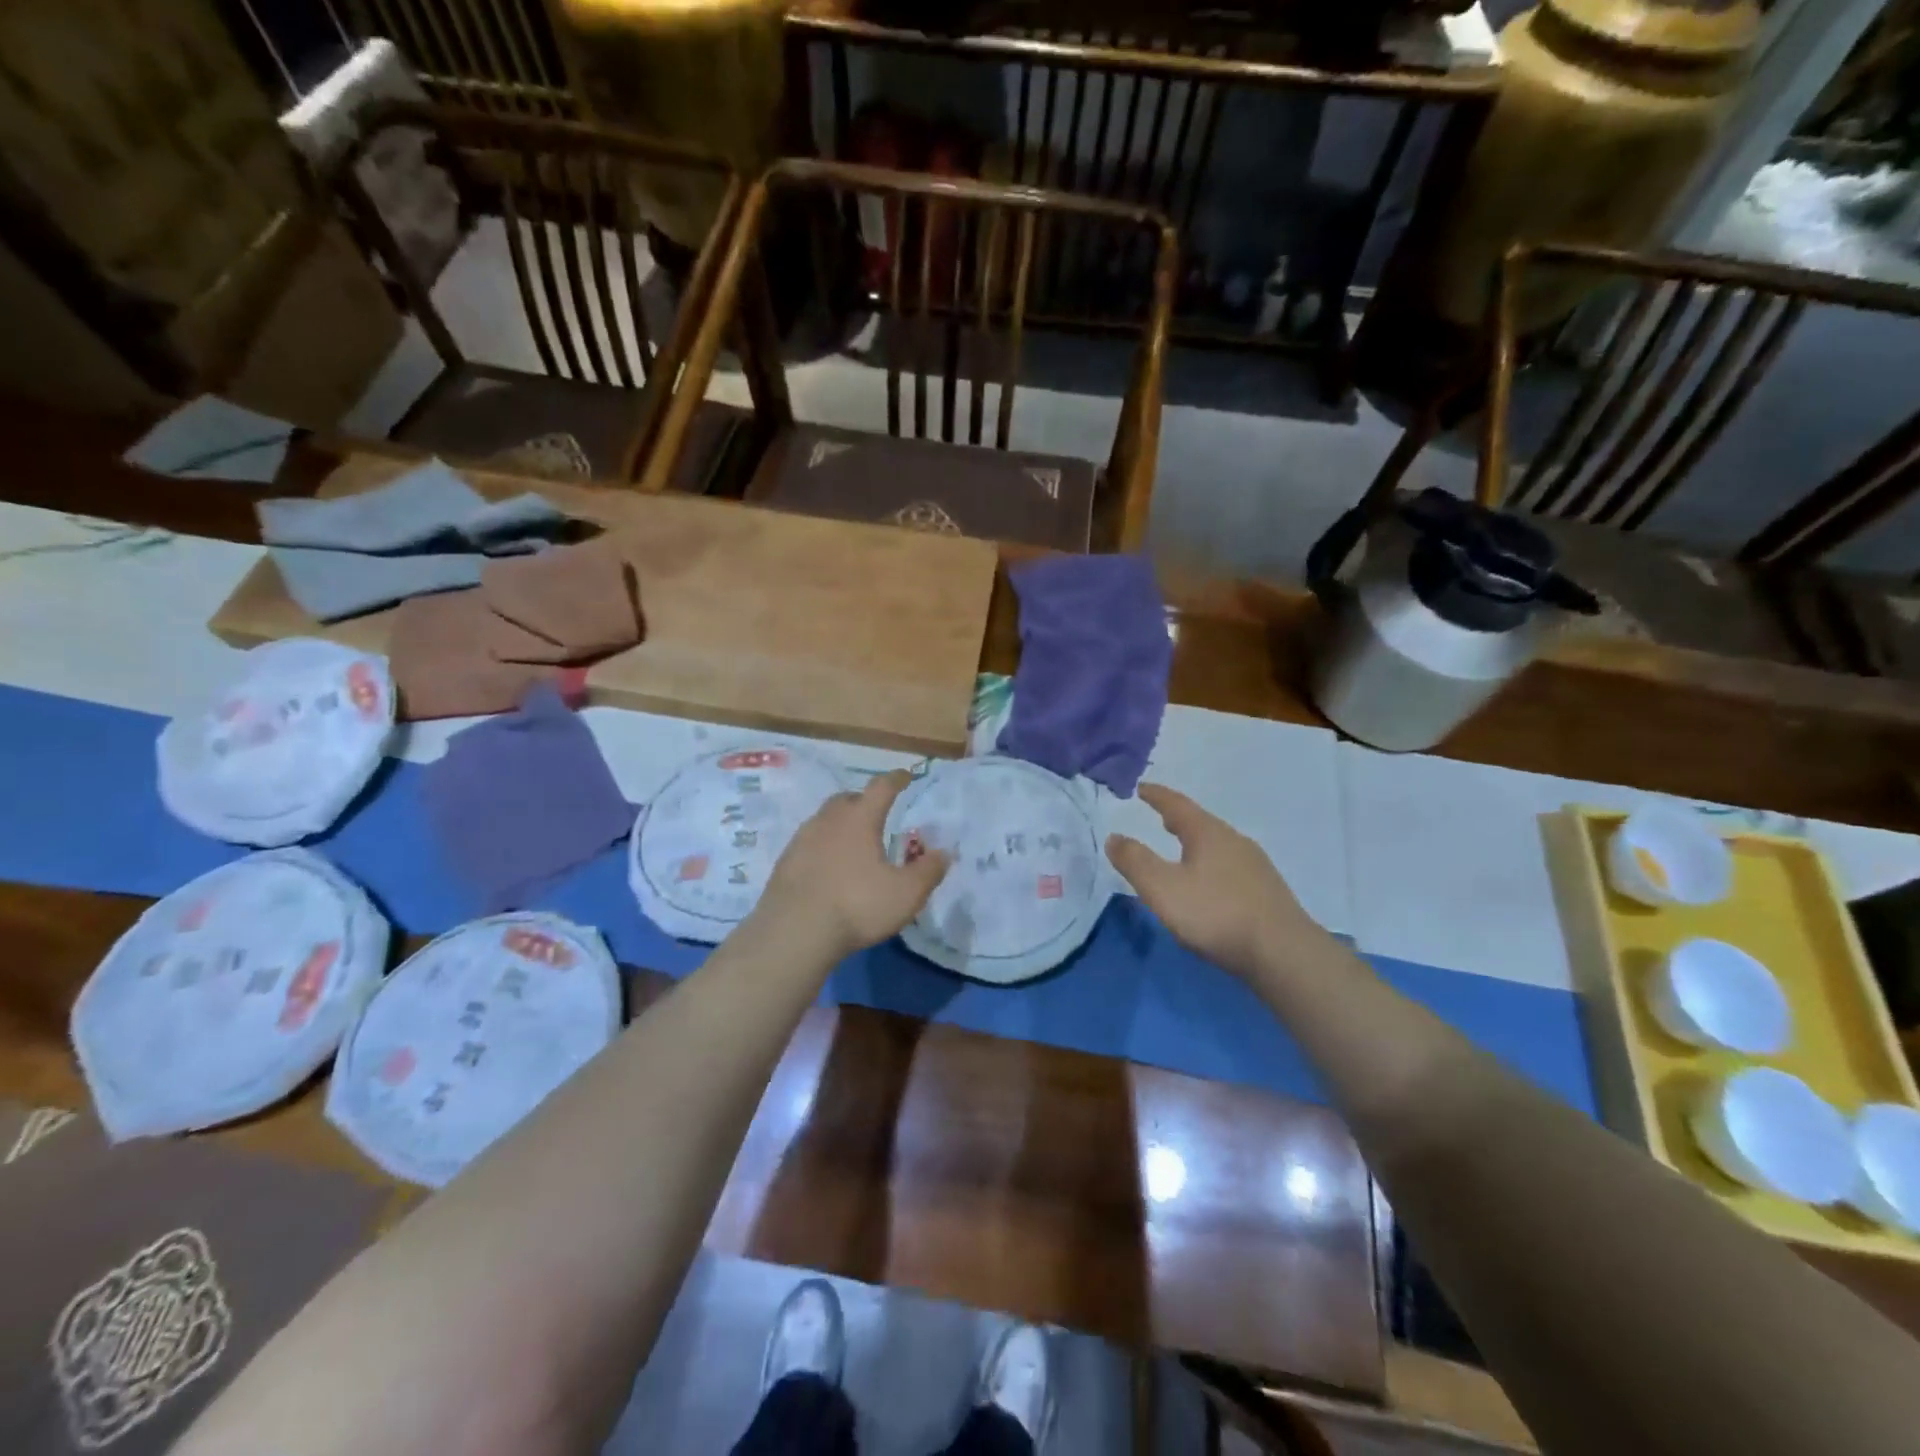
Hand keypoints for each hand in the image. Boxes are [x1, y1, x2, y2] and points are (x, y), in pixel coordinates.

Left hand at [755, 770, 950, 961]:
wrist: (794, 932)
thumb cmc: (857, 905)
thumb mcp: (906, 894)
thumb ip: (928, 871)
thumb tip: (944, 852)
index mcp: (860, 818)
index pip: (882, 787)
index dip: (897, 779)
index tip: (906, 776)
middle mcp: (829, 820)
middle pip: (848, 799)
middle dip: (864, 801)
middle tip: (877, 814)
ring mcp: (802, 839)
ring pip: (825, 819)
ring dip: (841, 824)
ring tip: (854, 843)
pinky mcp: (785, 862)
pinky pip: (809, 843)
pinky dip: (823, 846)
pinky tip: (829, 867)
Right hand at [1106, 784, 1321, 979]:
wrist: (1283, 954)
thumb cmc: (1216, 914)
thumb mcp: (1163, 888)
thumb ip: (1135, 862)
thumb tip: (1114, 837)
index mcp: (1208, 834)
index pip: (1177, 805)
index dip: (1157, 796)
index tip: (1141, 787)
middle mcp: (1235, 841)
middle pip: (1201, 822)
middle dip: (1178, 818)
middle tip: (1160, 816)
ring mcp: (1255, 866)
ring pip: (1219, 844)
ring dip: (1197, 842)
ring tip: (1181, 849)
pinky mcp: (1267, 891)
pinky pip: (1231, 865)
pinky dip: (1212, 863)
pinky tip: (1210, 882)